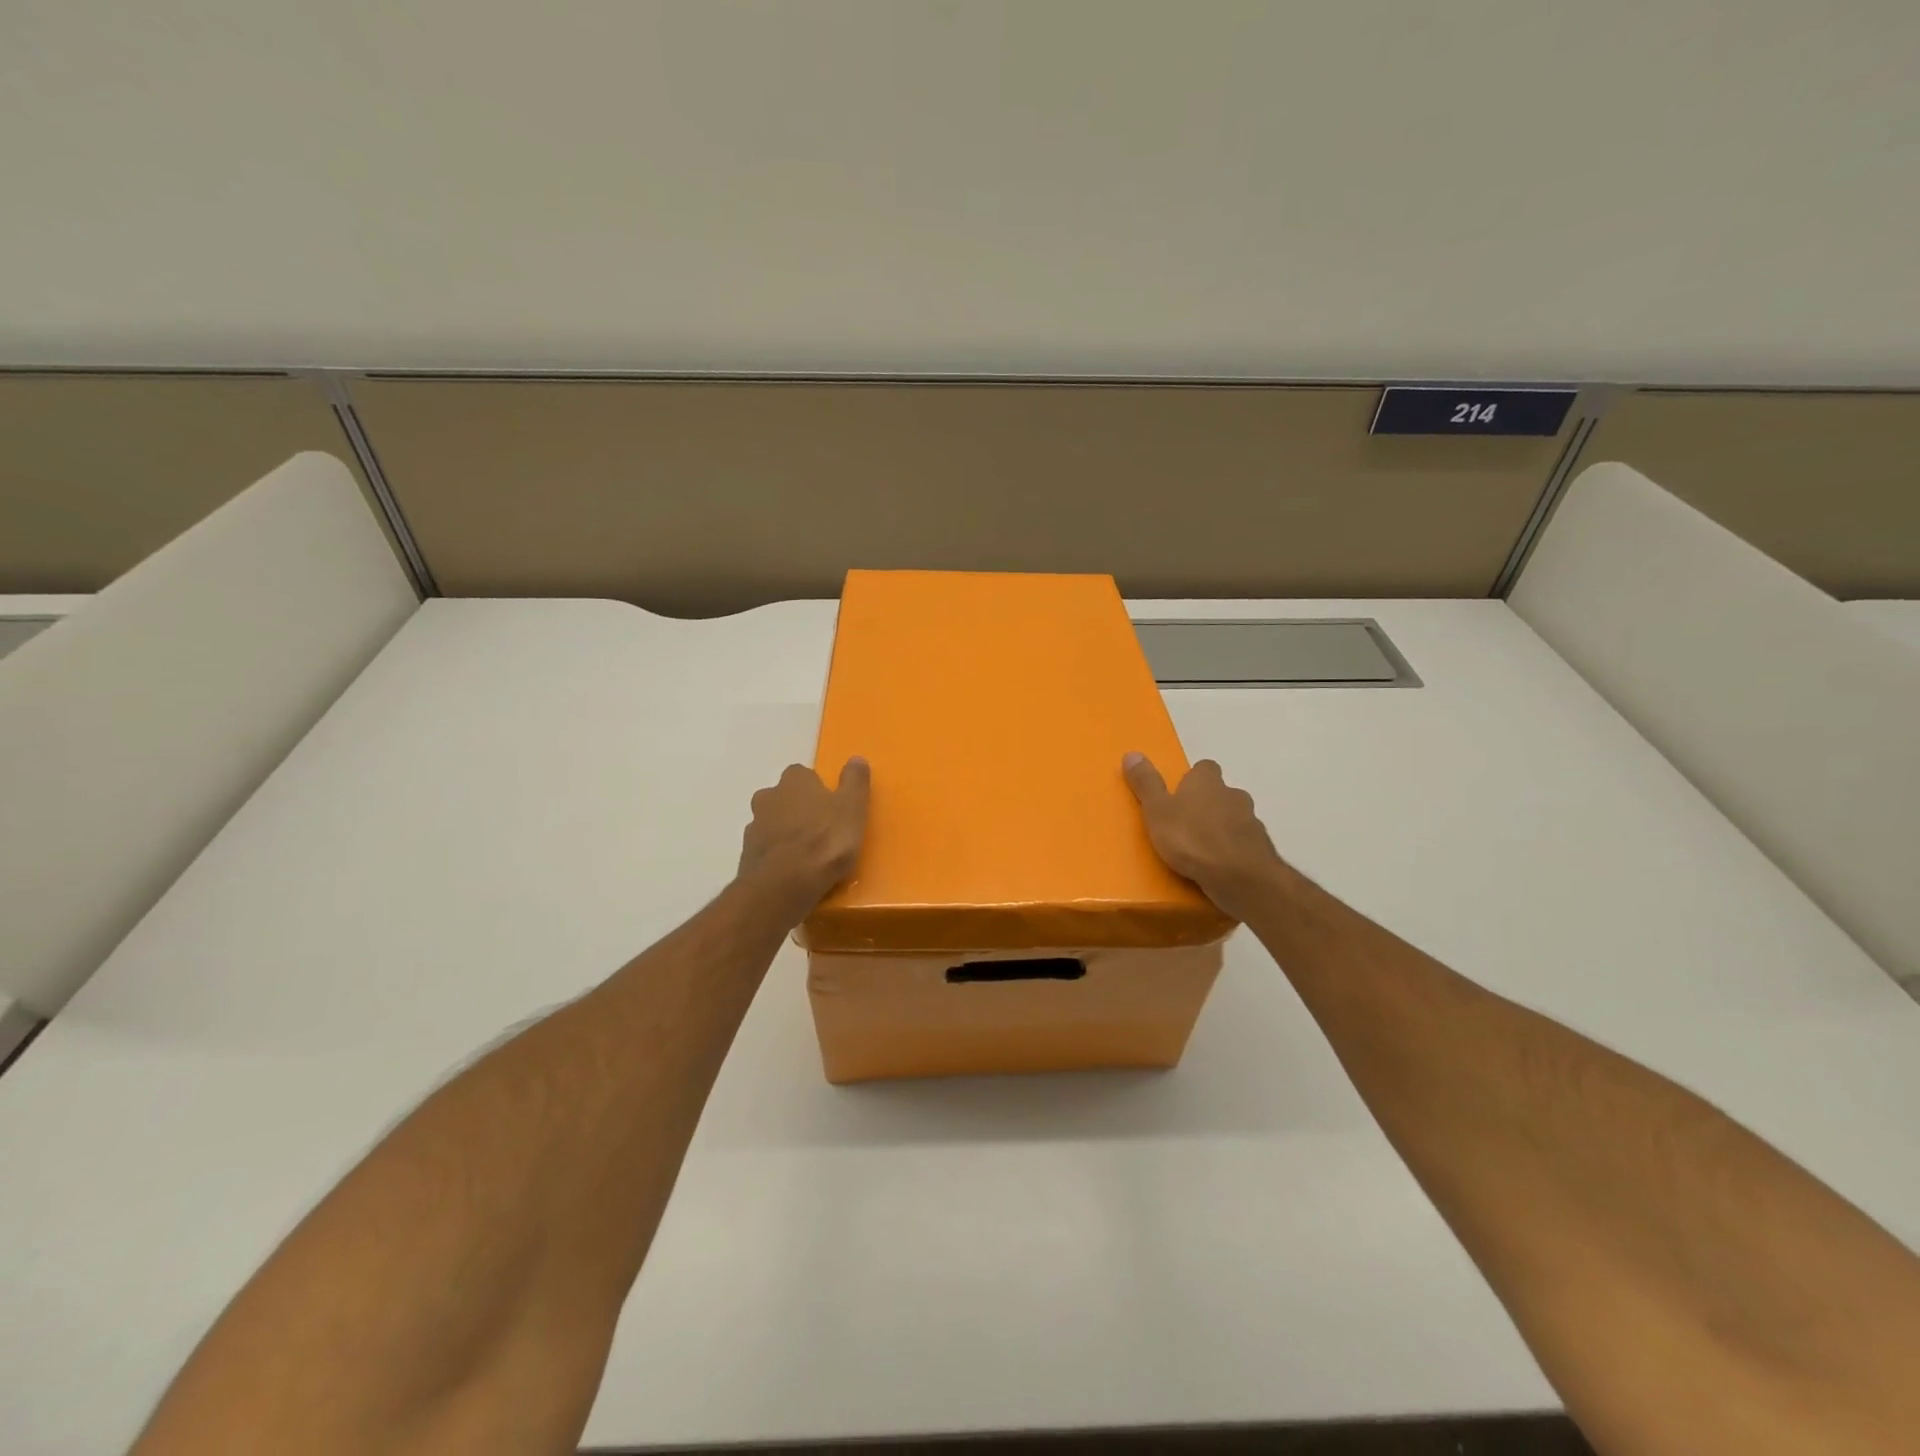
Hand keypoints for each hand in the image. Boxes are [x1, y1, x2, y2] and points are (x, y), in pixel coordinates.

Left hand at [738, 758, 870, 916]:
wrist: (784, 885)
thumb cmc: (825, 840)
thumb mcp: (852, 808)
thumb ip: (855, 781)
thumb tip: (856, 758)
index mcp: (794, 781)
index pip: (802, 774)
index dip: (816, 788)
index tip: (830, 805)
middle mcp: (768, 797)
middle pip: (783, 797)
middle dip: (797, 809)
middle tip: (819, 829)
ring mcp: (753, 827)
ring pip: (771, 823)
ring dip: (785, 833)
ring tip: (807, 854)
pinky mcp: (746, 856)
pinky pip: (766, 850)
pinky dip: (777, 855)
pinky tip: (792, 871)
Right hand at [1123, 753, 1283, 922]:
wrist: (1240, 877)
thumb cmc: (1192, 839)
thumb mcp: (1157, 811)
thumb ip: (1146, 784)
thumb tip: (1132, 753)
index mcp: (1207, 782)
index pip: (1204, 768)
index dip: (1193, 778)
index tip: (1180, 792)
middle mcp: (1233, 795)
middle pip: (1221, 793)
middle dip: (1207, 804)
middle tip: (1186, 823)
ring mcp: (1252, 822)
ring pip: (1234, 818)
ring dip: (1221, 828)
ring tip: (1201, 849)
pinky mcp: (1261, 849)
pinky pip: (1243, 844)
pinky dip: (1232, 850)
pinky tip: (1219, 866)